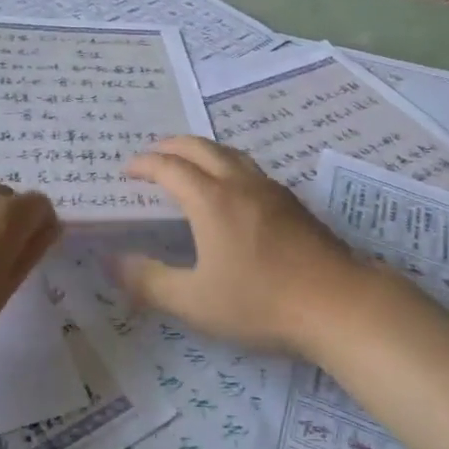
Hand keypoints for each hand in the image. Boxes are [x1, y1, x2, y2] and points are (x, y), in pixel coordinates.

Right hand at [118, 136, 367, 355]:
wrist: (337, 302)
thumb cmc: (260, 302)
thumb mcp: (195, 302)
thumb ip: (149, 281)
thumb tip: (112, 261)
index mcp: (211, 199)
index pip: (169, 167)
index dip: (144, 164)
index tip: (126, 170)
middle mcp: (238, 182)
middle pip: (199, 147)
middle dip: (170, 146)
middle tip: (152, 156)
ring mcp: (269, 188)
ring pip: (228, 152)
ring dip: (201, 150)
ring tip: (188, 163)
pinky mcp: (291, 201)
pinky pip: (248, 166)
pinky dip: (225, 162)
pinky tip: (231, 188)